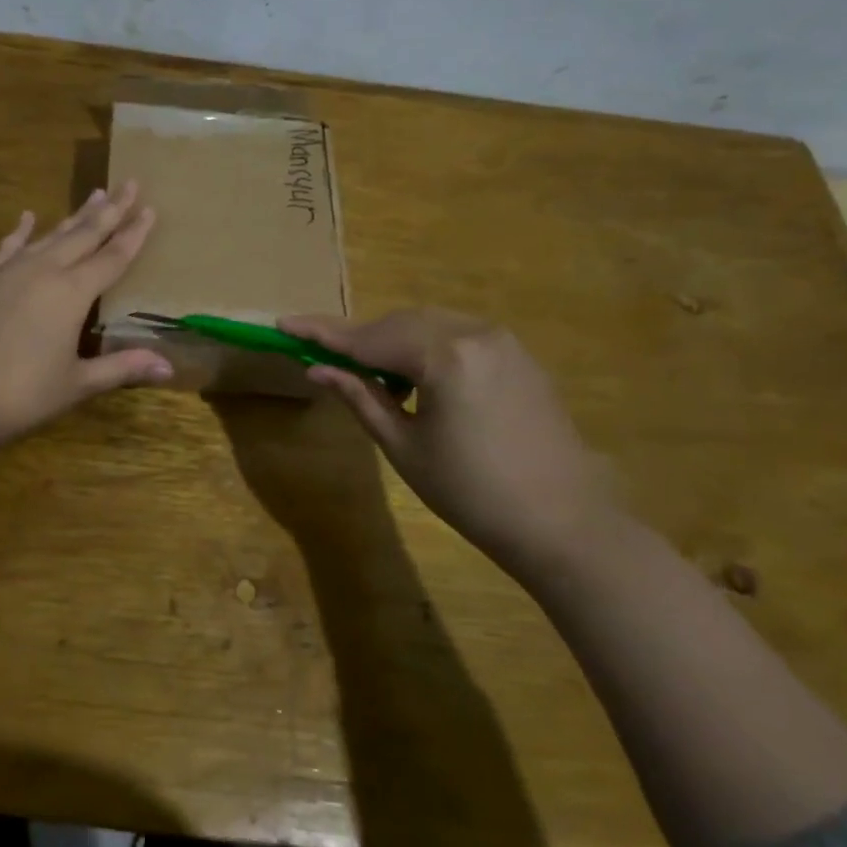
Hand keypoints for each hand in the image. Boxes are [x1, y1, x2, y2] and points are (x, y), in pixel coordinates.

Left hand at [0, 183, 174, 447]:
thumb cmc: (21, 395)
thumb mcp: (77, 384)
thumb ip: (122, 367)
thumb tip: (169, 366)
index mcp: (72, 294)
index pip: (112, 256)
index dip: (133, 234)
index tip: (150, 208)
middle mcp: (43, 270)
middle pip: (84, 234)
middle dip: (110, 210)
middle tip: (129, 183)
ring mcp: (8, 270)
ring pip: (49, 235)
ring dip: (74, 216)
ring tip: (94, 195)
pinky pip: (7, 245)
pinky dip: (20, 230)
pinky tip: (27, 217)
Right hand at [279, 308, 619, 580]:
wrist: (562, 523)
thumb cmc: (471, 493)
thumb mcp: (404, 447)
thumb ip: (359, 397)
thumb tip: (317, 369)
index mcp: (445, 356)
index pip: (368, 339)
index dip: (322, 333)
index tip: (284, 324)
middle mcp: (475, 333)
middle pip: (398, 323)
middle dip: (359, 338)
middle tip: (322, 353)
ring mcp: (502, 340)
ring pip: (428, 324)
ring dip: (391, 340)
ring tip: (365, 368)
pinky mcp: (518, 355)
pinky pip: (457, 334)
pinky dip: (425, 345)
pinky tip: (412, 373)